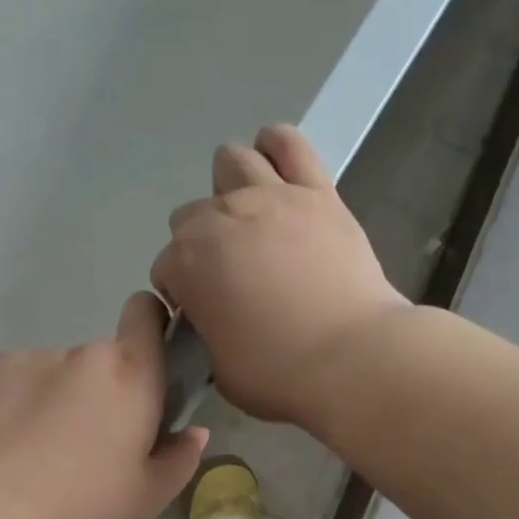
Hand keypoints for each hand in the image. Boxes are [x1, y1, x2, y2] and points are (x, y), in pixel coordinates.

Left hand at [0, 292, 209, 518]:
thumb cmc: (81, 504)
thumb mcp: (147, 498)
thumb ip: (180, 459)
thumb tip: (193, 433)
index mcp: (130, 375)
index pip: (146, 315)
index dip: (150, 323)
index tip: (146, 356)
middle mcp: (82, 354)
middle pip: (100, 362)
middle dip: (98, 392)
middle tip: (84, 443)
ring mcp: (30, 358)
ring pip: (54, 373)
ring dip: (54, 399)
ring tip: (34, 452)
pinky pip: (13, 382)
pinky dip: (14, 404)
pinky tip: (2, 446)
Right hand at [152, 125, 408, 425]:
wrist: (352, 358)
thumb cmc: (278, 374)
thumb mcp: (220, 368)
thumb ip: (208, 333)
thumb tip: (217, 320)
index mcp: (186, 264)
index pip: (167, 268)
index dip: (183, 292)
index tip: (203, 312)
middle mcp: (218, 218)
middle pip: (191, 216)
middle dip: (201, 244)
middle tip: (231, 274)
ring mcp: (270, 197)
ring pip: (231, 162)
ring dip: (230, 188)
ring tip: (250, 218)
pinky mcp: (317, 192)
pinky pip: (288, 144)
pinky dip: (276, 147)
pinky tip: (276, 163)